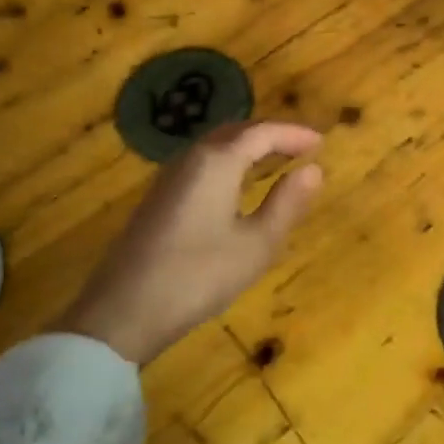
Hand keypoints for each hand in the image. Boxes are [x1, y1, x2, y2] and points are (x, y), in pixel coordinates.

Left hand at [57, 120, 324, 364]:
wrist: (122, 311)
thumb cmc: (197, 276)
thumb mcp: (256, 246)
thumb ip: (287, 204)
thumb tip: (313, 170)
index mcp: (217, 161)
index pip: (262, 132)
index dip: (294, 134)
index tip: (321, 142)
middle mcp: (191, 158)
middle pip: (237, 131)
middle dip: (271, 134)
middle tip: (302, 148)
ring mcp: (170, 177)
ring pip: (216, 146)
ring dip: (249, 146)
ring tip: (277, 161)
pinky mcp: (159, 198)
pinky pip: (203, 162)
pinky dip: (230, 161)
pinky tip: (238, 185)